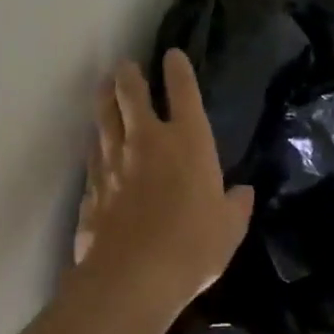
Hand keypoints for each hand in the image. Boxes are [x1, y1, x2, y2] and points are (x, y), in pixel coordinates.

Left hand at [70, 50, 253, 326]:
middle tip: (126, 66)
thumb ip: (236, 204)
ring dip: (104, 99)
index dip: (178, 70)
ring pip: (104, 118)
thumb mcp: (230, 227)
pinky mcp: (91, 187)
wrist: (131, 278)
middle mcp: (147, 141)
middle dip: (128, 75)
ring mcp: (113, 161)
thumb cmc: (193, 246)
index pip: (183, 92)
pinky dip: (95, 142)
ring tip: (104, 88)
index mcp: (188, 141)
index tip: (172, 55)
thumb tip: (242, 192)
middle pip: (130, 94)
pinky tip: (95, 143)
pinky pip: (92, 153)